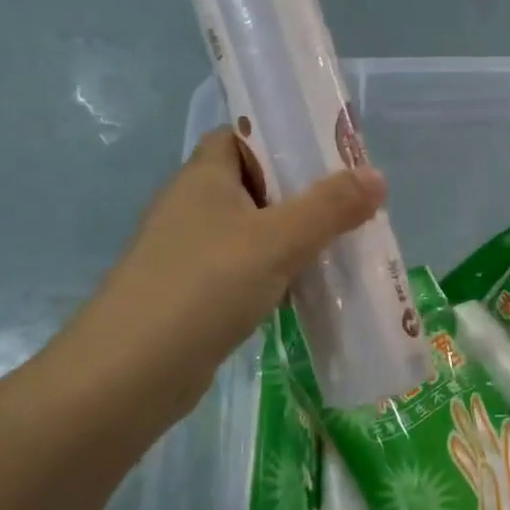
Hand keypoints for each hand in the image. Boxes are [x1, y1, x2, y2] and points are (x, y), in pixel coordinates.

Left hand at [59, 129, 385, 418]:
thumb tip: (377, 176)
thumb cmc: (205, 286)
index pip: (240, 136)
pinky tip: (307, 290)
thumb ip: (330, 207)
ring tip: (343, 244)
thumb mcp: (277, 240)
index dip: (281, 136)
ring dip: (293, 237)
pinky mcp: (195, 294)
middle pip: (254, 184)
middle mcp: (193, 207)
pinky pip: (246, 270)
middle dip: (302, 192)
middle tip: (352, 203)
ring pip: (253, 231)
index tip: (329, 152)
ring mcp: (190, 253)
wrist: (132, 373)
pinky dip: (276, 274)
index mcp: (204, 177)